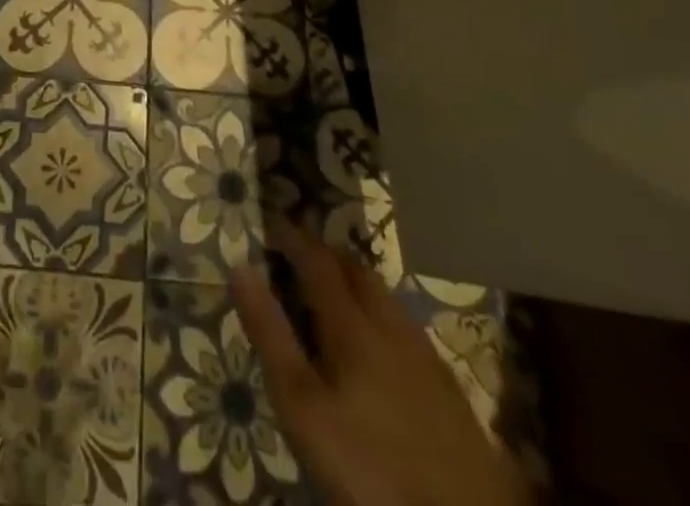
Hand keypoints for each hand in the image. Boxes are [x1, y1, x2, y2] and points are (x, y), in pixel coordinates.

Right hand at [230, 218, 528, 505]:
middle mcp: (391, 327)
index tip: (272, 221)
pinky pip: (408, 328)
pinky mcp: (449, 392)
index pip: (318, 262)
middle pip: (358, 272)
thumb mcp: (303, 408)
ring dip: (358, 281)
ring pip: (387, 298)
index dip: (294, 238)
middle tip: (302, 251)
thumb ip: (271, 336)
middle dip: (328, 254)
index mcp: (353, 326)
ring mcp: (426, 358)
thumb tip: (240, 267)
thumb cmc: (370, 468)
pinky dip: (383, 314)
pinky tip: (382, 344)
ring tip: (336, 289)